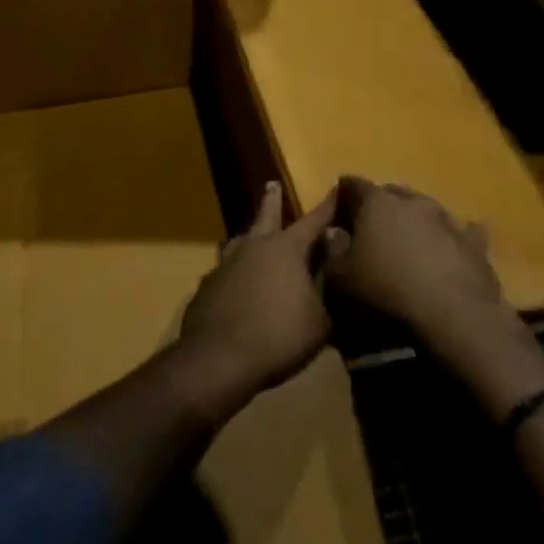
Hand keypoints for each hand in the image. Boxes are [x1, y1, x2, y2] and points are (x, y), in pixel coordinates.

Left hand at [174, 183, 341, 418]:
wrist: (218, 359)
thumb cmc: (278, 336)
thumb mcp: (320, 319)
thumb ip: (329, 289)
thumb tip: (334, 265)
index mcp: (285, 249)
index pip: (313, 221)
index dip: (327, 207)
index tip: (336, 188)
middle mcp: (254, 246)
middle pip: (266, 216)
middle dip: (272, 200)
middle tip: (271, 184)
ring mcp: (226, 264)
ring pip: (239, 241)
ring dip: (248, 236)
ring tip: (249, 235)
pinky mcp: (207, 286)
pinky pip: (225, 271)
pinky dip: (234, 273)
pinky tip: (235, 285)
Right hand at [326, 178, 506, 352]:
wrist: (452, 316)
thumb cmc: (386, 292)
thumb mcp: (341, 279)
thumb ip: (332, 251)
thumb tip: (333, 232)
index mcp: (376, 203)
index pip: (353, 184)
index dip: (343, 195)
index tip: (338, 209)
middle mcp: (412, 201)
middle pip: (391, 192)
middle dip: (380, 204)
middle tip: (372, 226)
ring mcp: (447, 219)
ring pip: (426, 208)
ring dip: (416, 219)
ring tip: (410, 240)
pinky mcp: (474, 243)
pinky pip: (462, 232)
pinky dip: (452, 238)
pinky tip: (451, 249)